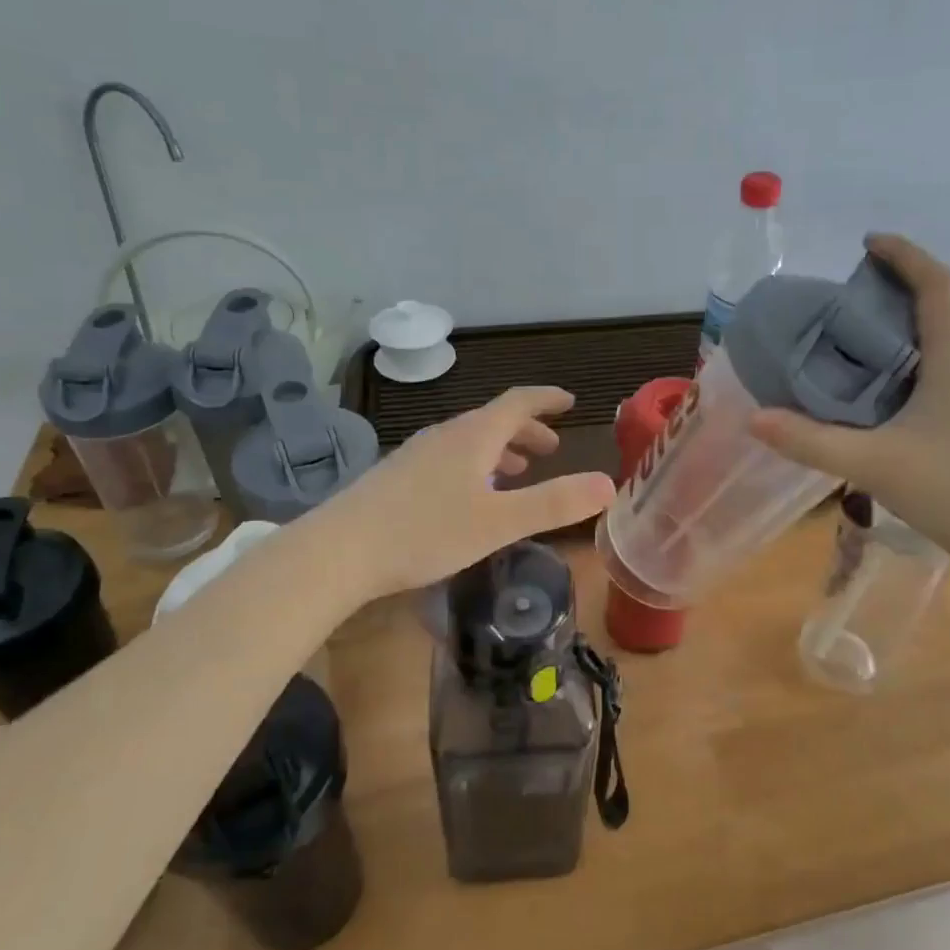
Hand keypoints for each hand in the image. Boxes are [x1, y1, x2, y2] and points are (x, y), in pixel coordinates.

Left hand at [313, 386, 615, 599]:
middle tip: (551, 447)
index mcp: (474, 436)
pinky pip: (449, 458)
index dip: (547, 399)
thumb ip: (554, 503)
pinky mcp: (398, 477)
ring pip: (469, 441)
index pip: (518, 402)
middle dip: (526, 430)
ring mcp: (417, 454)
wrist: (340, 550)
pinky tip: (470, 496)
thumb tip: (609, 485)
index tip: (570, 401)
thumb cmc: (426, 531)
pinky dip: (475, 465)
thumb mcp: (499, 522)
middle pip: (493, 420)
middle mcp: (445, 435)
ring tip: (517, 471)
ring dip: (500, 449)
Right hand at [748, 233, 949, 562]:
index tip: (869, 243)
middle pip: (936, 314)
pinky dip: (905, 372)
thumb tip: (754, 419)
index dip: (905, 255)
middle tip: (841, 305)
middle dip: (892, 297)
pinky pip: (938, 378)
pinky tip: (876, 402)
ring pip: (936, 351)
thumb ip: (808, 441)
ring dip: (898, 339)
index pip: (937, 287)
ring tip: (848, 352)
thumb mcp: (870, 463)